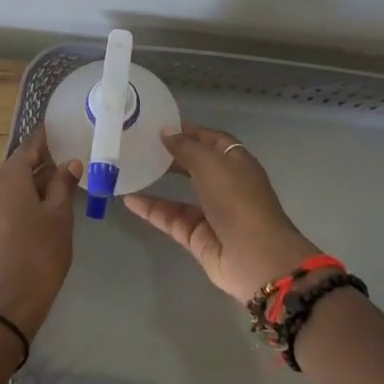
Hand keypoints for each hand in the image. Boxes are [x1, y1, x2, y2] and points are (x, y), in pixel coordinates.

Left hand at [0, 127, 82, 337]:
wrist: (8, 301)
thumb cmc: (39, 252)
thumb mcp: (59, 216)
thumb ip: (63, 185)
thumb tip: (70, 162)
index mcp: (9, 177)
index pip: (29, 146)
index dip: (45, 136)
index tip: (61, 126)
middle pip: (19, 164)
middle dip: (43, 158)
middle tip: (71, 152)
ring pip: (15, 183)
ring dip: (37, 179)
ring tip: (66, 176)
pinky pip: (10, 199)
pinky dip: (28, 195)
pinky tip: (49, 202)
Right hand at [123, 124, 321, 301]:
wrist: (255, 258)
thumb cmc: (237, 200)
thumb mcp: (210, 164)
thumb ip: (186, 147)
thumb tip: (166, 131)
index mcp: (237, 164)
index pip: (213, 141)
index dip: (191, 132)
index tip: (162, 126)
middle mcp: (226, 186)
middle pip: (197, 166)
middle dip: (173, 156)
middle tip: (142, 145)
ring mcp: (212, 213)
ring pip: (181, 194)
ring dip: (159, 182)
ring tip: (132, 169)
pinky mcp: (197, 237)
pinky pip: (171, 219)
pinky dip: (152, 210)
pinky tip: (128, 200)